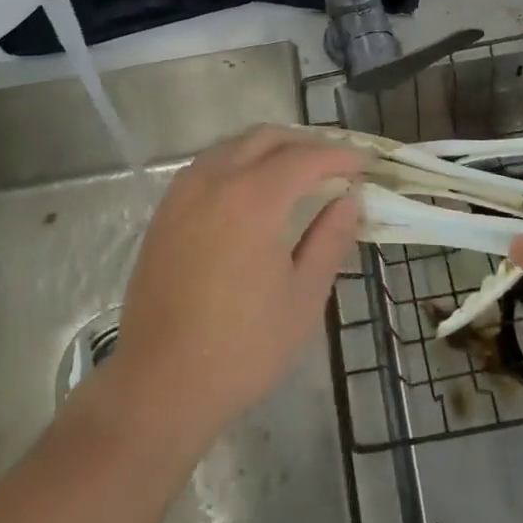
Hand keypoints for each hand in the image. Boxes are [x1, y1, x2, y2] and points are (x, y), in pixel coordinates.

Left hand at [106, 127, 361, 449]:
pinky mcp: (164, 212)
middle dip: (304, 143)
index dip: (338, 156)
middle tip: (334, 163)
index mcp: (252, 200)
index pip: (303, 158)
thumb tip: (349, 201)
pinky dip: (238, 161)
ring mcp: (182, 193)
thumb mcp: (302, 298)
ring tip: (298, 171)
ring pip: (233, 146)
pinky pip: (207, 165)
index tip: (363, 164)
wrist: (160, 384)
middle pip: (265, 138)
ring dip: (269, 148)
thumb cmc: (242, 348)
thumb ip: (329, 240)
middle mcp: (214, 181)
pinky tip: (252, 188)